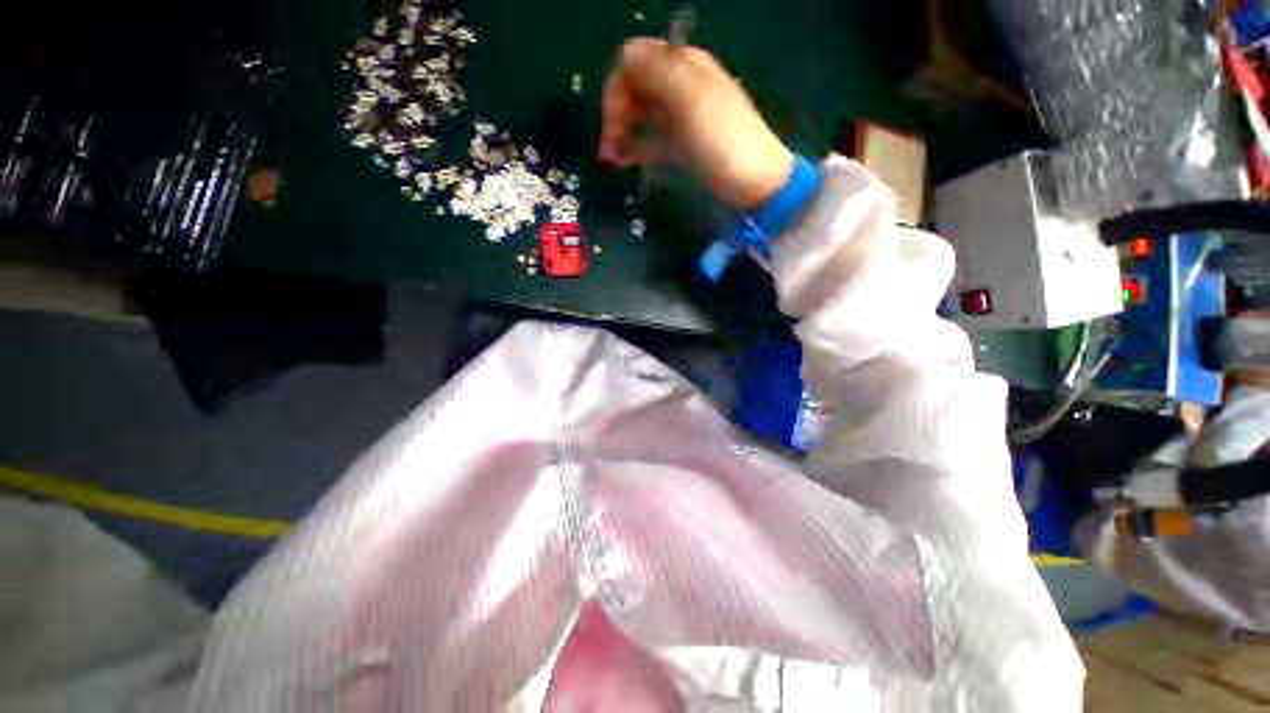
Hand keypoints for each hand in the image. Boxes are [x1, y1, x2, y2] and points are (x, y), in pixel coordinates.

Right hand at [600, 39, 793, 210]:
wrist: (754, 179)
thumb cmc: (722, 141)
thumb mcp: (688, 99)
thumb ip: (654, 72)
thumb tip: (623, 63)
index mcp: (682, 64)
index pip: (632, 61)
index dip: (616, 89)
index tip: (612, 126)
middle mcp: (680, 82)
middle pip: (634, 86)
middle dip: (616, 113)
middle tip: (608, 149)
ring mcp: (683, 113)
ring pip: (641, 113)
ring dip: (623, 131)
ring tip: (613, 159)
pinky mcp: (684, 140)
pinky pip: (653, 135)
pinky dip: (637, 145)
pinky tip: (626, 161)